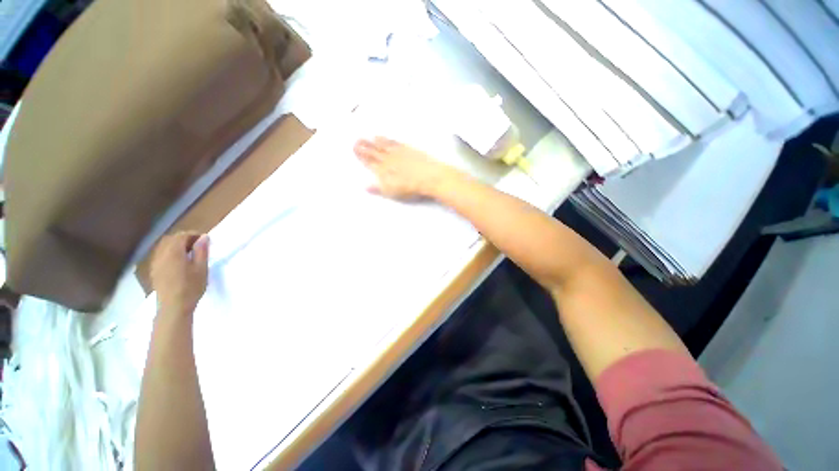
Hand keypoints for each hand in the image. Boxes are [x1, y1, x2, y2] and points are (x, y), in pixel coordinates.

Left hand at [150, 232, 209, 315]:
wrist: (174, 307)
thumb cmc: (191, 287)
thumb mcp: (201, 268)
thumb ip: (201, 251)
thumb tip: (203, 237)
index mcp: (174, 253)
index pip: (181, 236)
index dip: (193, 235)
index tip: (204, 240)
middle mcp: (162, 255)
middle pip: (170, 239)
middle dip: (184, 238)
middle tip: (197, 245)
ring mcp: (156, 263)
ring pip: (164, 247)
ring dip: (176, 245)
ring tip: (189, 253)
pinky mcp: (154, 271)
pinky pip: (160, 255)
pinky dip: (170, 253)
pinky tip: (178, 262)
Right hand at [353, 137, 456, 199]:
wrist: (429, 177)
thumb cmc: (411, 188)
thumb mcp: (392, 192)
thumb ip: (377, 188)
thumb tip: (365, 186)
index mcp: (383, 171)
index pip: (369, 162)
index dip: (361, 156)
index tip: (354, 150)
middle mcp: (389, 160)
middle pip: (374, 152)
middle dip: (364, 147)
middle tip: (357, 140)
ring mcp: (399, 153)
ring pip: (384, 146)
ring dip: (376, 142)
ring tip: (370, 137)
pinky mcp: (409, 150)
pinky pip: (395, 143)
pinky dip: (389, 140)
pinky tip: (387, 138)